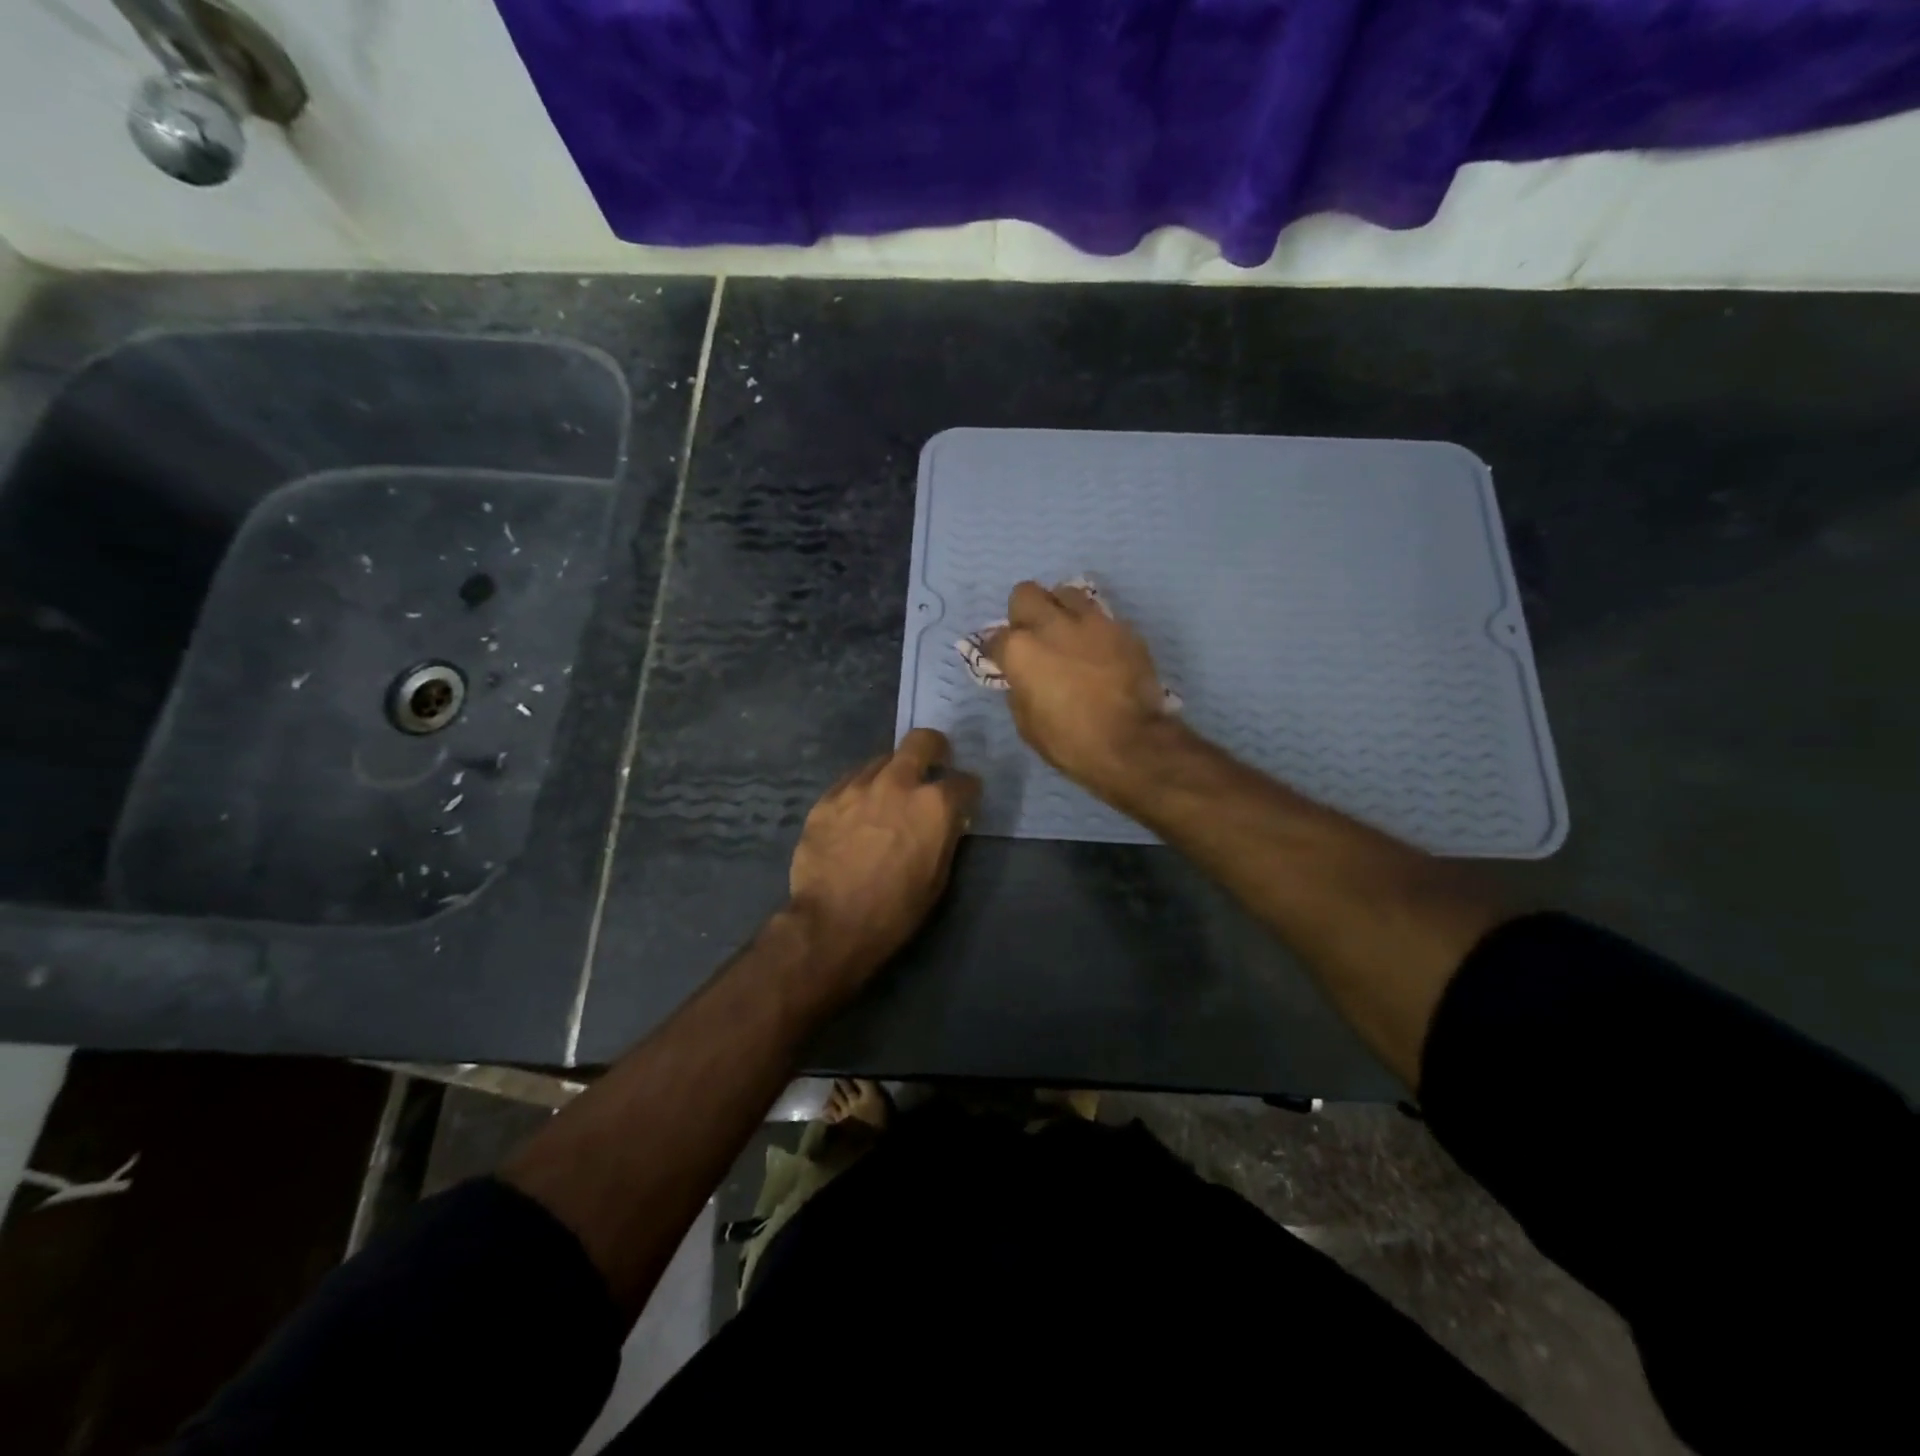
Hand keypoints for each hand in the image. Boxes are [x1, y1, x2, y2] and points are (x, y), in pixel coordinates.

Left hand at [786, 729, 979, 996]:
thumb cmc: (896, 910)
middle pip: (922, 741)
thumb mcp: (937, 878)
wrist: (832, 923)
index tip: (965, 797)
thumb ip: (945, 838)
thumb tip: (949, 820)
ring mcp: (858, 786)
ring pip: (882, 759)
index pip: (964, 781)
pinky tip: (858, 809)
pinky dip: (862, 789)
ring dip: (893, 771)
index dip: (968, 790)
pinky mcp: (827, 798)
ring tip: (889, 793)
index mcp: (934, 805)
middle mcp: (898, 783)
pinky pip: (851, 780)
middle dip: (934, 748)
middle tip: (934, 762)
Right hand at [987, 580, 1178, 803]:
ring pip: (1065, 592)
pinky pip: (1099, 615)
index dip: (996, 650)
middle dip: (1024, 611)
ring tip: (1067, 632)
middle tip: (1033, 635)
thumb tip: (1022, 678)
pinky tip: (1097, 648)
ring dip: (1060, 609)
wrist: (1130, 743)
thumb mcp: (1027, 723)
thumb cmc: (1070, 741)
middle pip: (1025, 593)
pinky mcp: (1121, 628)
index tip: (1002, 661)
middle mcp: (1050, 625)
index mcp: (1020, 650)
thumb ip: (1019, 690)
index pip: (994, 637)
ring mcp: (1089, 621)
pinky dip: (1092, 627)